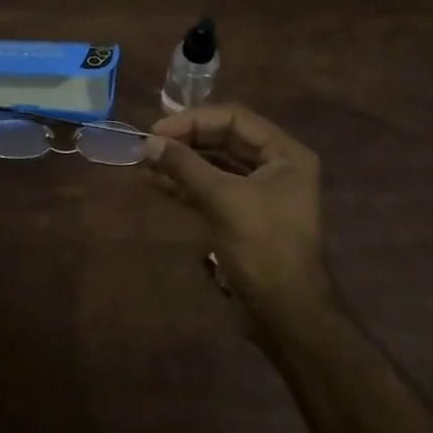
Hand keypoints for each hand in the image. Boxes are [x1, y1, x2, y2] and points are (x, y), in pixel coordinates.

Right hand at [146, 104, 334, 322]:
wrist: (286, 314)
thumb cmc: (263, 248)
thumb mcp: (223, 200)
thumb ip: (186, 166)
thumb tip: (149, 142)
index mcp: (285, 154)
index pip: (235, 118)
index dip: (194, 120)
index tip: (159, 130)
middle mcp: (276, 166)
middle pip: (225, 138)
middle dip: (186, 140)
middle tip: (149, 144)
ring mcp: (259, 191)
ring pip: (215, 164)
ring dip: (182, 162)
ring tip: (145, 161)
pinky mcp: (242, 214)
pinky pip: (212, 188)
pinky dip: (186, 184)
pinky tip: (156, 182)